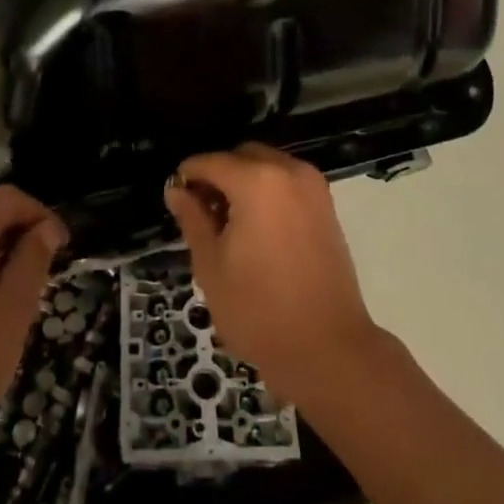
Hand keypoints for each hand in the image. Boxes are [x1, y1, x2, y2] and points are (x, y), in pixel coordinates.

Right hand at [164, 145, 381, 404]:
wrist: (328, 348)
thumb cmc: (258, 310)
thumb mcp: (211, 265)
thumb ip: (192, 219)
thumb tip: (177, 192)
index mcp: (256, 181)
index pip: (209, 162)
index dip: (187, 177)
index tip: (175, 201)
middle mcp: (288, 171)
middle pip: (241, 156)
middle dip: (218, 175)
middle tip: (201, 214)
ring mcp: (313, 187)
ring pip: (267, 166)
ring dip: (244, 182)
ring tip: (228, 224)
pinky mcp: (326, 206)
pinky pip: (287, 183)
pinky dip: (267, 192)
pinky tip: (256, 229)